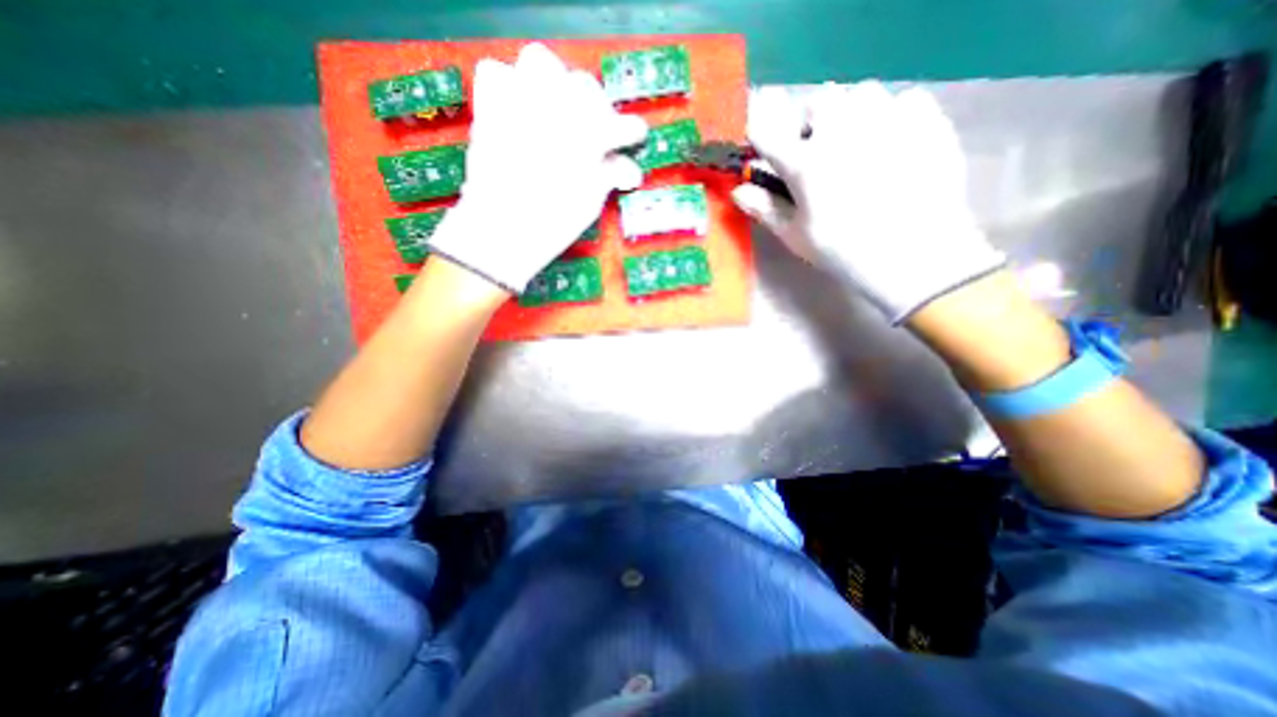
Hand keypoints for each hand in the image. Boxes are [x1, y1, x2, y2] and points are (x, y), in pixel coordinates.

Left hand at [429, 41, 650, 292]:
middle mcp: (554, 109)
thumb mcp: (589, 204)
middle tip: (596, 130)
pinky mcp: (489, 109)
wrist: (500, 232)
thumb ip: (609, 176)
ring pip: (541, 62)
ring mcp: (518, 104)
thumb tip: (627, 168)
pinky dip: (509, 85)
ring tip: (557, 109)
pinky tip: (519, 108)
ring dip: (555, 82)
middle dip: (596, 106)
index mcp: (586, 139)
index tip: (635, 137)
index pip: (619, 124)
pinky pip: (495, 73)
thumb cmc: (552, 225)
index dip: (631, 131)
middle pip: (585, 86)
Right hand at [735, 82, 1001, 325]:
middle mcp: (841, 130)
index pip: (766, 130)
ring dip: (849, 114)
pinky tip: (892, 145)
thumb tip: (738, 190)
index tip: (764, 147)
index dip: (760, 134)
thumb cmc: (844, 252)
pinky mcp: (925, 120)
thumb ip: (765, 208)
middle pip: (816, 102)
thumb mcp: (796, 236)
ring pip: (859, 94)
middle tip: (816, 151)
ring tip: (855, 145)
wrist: (915, 256)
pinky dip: (890, 116)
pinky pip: (901, 100)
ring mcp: (886, 120)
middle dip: (810, 123)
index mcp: (805, 163)